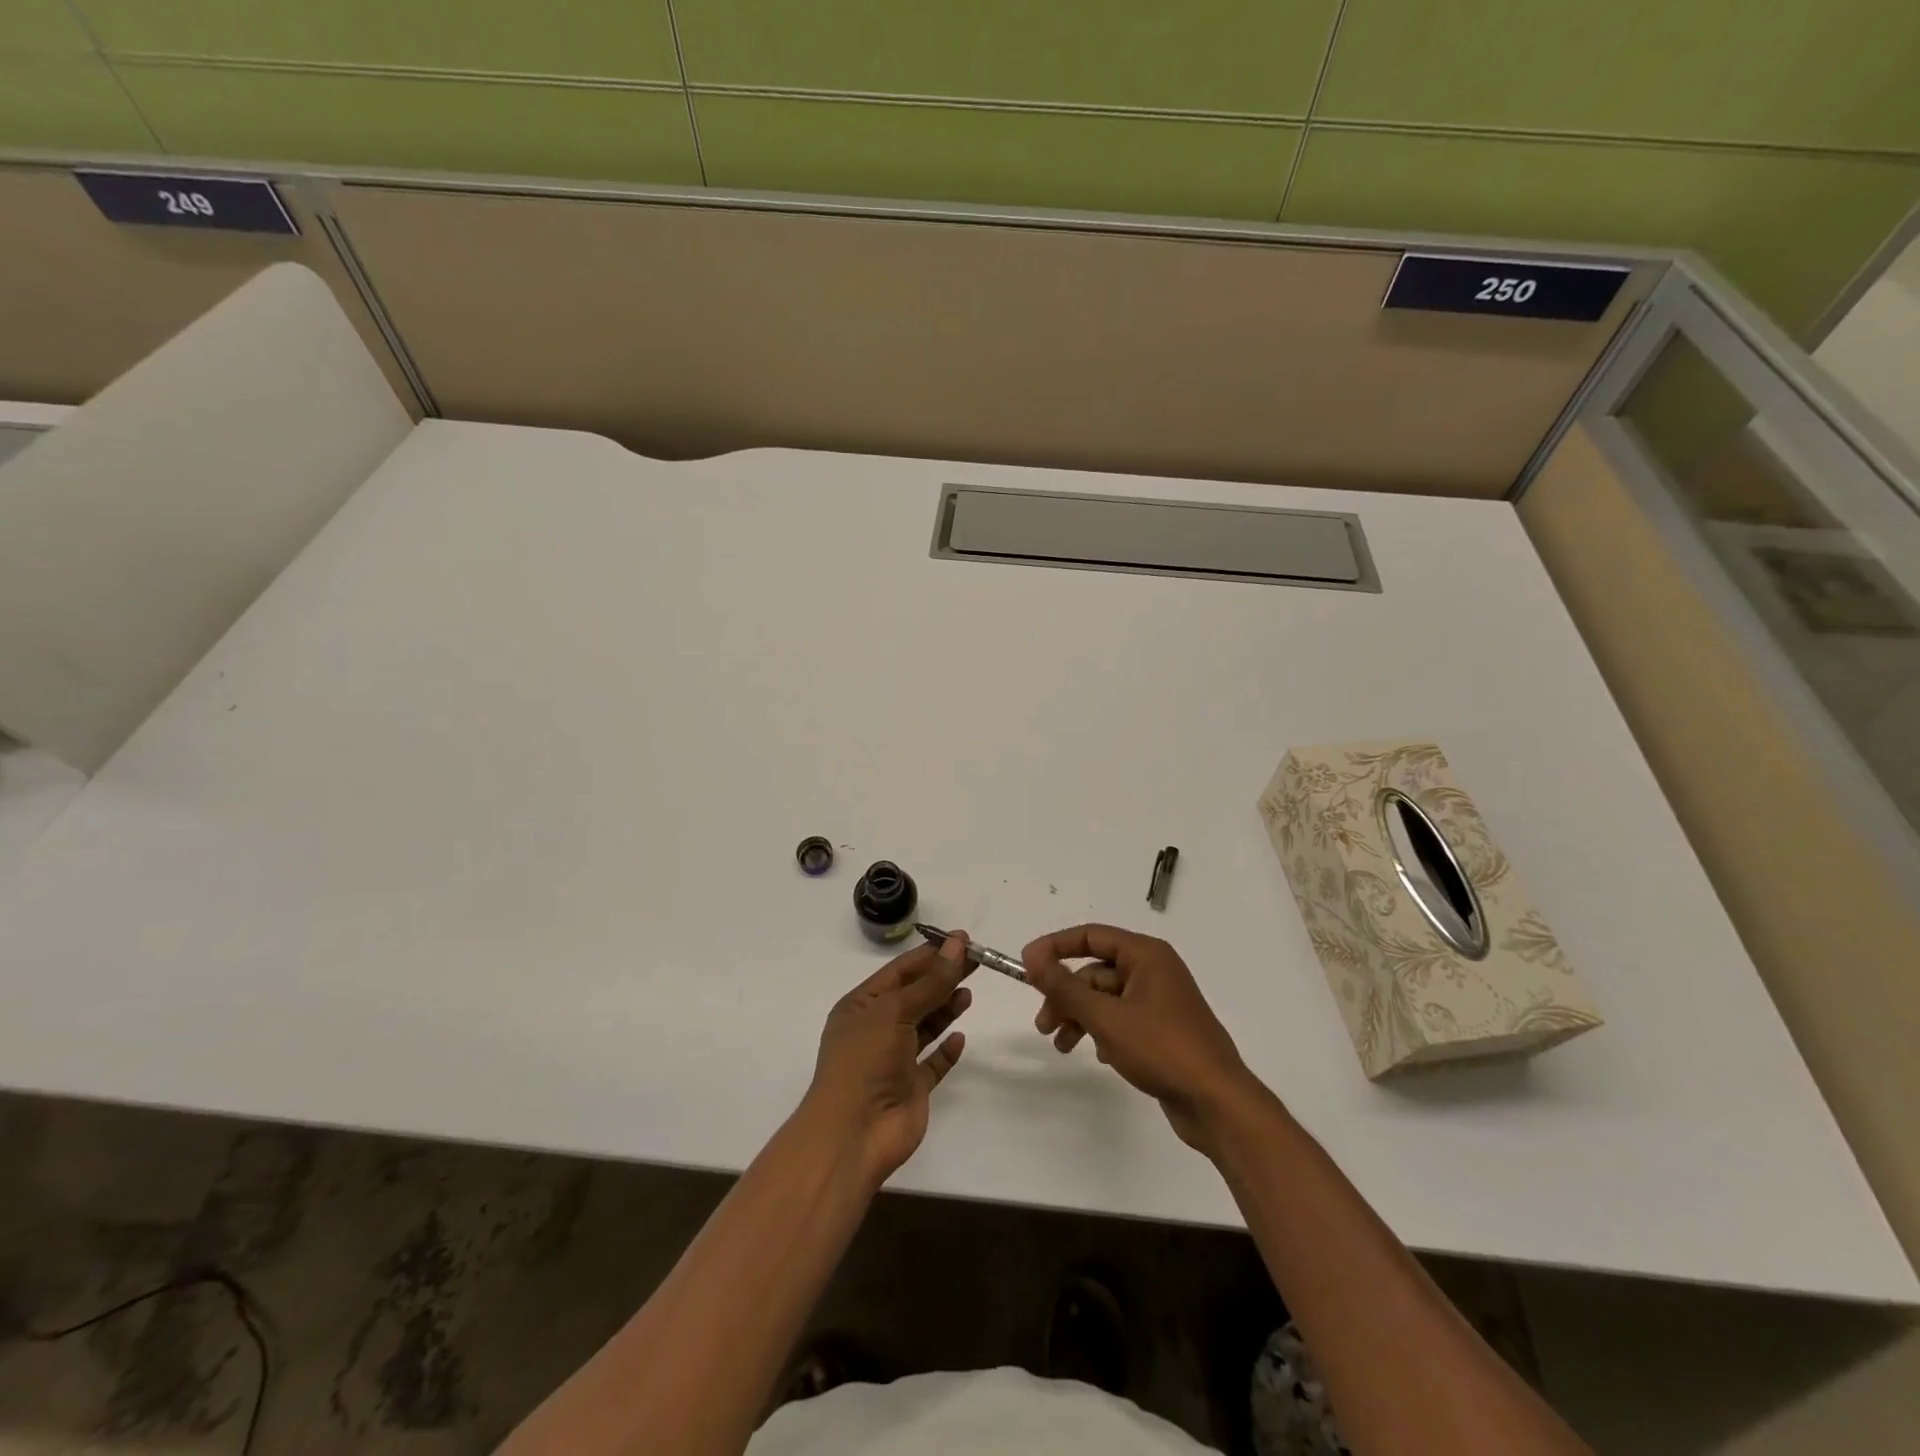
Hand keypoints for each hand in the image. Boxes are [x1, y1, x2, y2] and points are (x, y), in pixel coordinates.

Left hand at [802, 932, 973, 1185]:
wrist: (853, 1133)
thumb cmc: (865, 1060)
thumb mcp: (895, 1011)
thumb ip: (930, 981)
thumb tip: (957, 944)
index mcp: (861, 1006)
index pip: (899, 971)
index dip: (930, 954)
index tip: (961, 939)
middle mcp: (876, 1029)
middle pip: (916, 995)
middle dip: (943, 977)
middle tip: (976, 960)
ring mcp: (894, 1060)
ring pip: (925, 1027)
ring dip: (945, 1008)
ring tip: (968, 993)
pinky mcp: (911, 1088)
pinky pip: (933, 1063)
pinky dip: (947, 1050)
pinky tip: (961, 1037)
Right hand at [1024, 924, 1258, 1152]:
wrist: (1217, 1103)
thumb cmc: (1162, 1049)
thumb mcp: (1105, 1017)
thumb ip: (1065, 987)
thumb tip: (1032, 957)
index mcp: (1146, 954)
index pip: (1090, 935)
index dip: (1055, 947)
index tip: (1025, 965)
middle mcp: (1154, 970)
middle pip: (1096, 971)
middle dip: (1066, 995)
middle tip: (1042, 1024)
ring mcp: (1160, 1001)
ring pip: (1106, 998)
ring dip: (1080, 1017)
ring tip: (1060, 1045)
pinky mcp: (1163, 1029)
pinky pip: (1122, 1019)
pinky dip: (1102, 1031)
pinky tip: (1097, 1054)